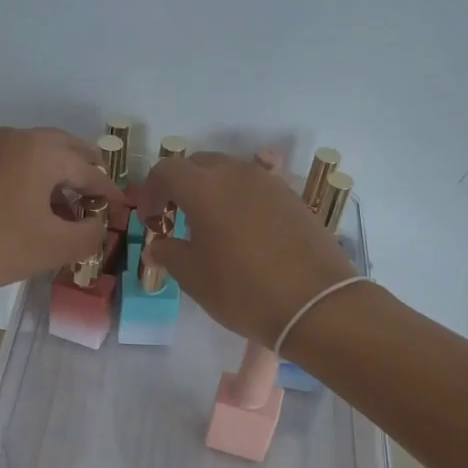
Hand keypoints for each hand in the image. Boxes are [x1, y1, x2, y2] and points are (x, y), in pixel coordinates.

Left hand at [0, 126, 122, 312]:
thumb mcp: (51, 247)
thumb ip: (88, 235)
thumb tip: (100, 225)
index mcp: (41, 151)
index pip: (89, 170)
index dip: (109, 194)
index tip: (123, 210)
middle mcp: (16, 138)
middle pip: (64, 150)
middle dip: (85, 173)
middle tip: (99, 199)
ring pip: (38, 157)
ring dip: (58, 178)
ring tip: (68, 212)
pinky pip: (15, 165)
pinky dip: (33, 182)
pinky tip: (33, 212)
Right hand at [133, 152, 358, 348]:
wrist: (316, 304)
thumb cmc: (243, 290)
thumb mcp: (194, 277)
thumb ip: (169, 254)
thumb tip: (157, 246)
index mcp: (204, 188)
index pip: (166, 170)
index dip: (151, 191)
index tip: (152, 220)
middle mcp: (236, 173)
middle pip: (199, 164)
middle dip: (181, 185)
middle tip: (177, 218)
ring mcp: (270, 183)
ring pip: (230, 172)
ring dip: (212, 190)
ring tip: (211, 226)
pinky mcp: (293, 198)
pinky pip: (256, 187)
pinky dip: (240, 200)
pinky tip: (244, 233)